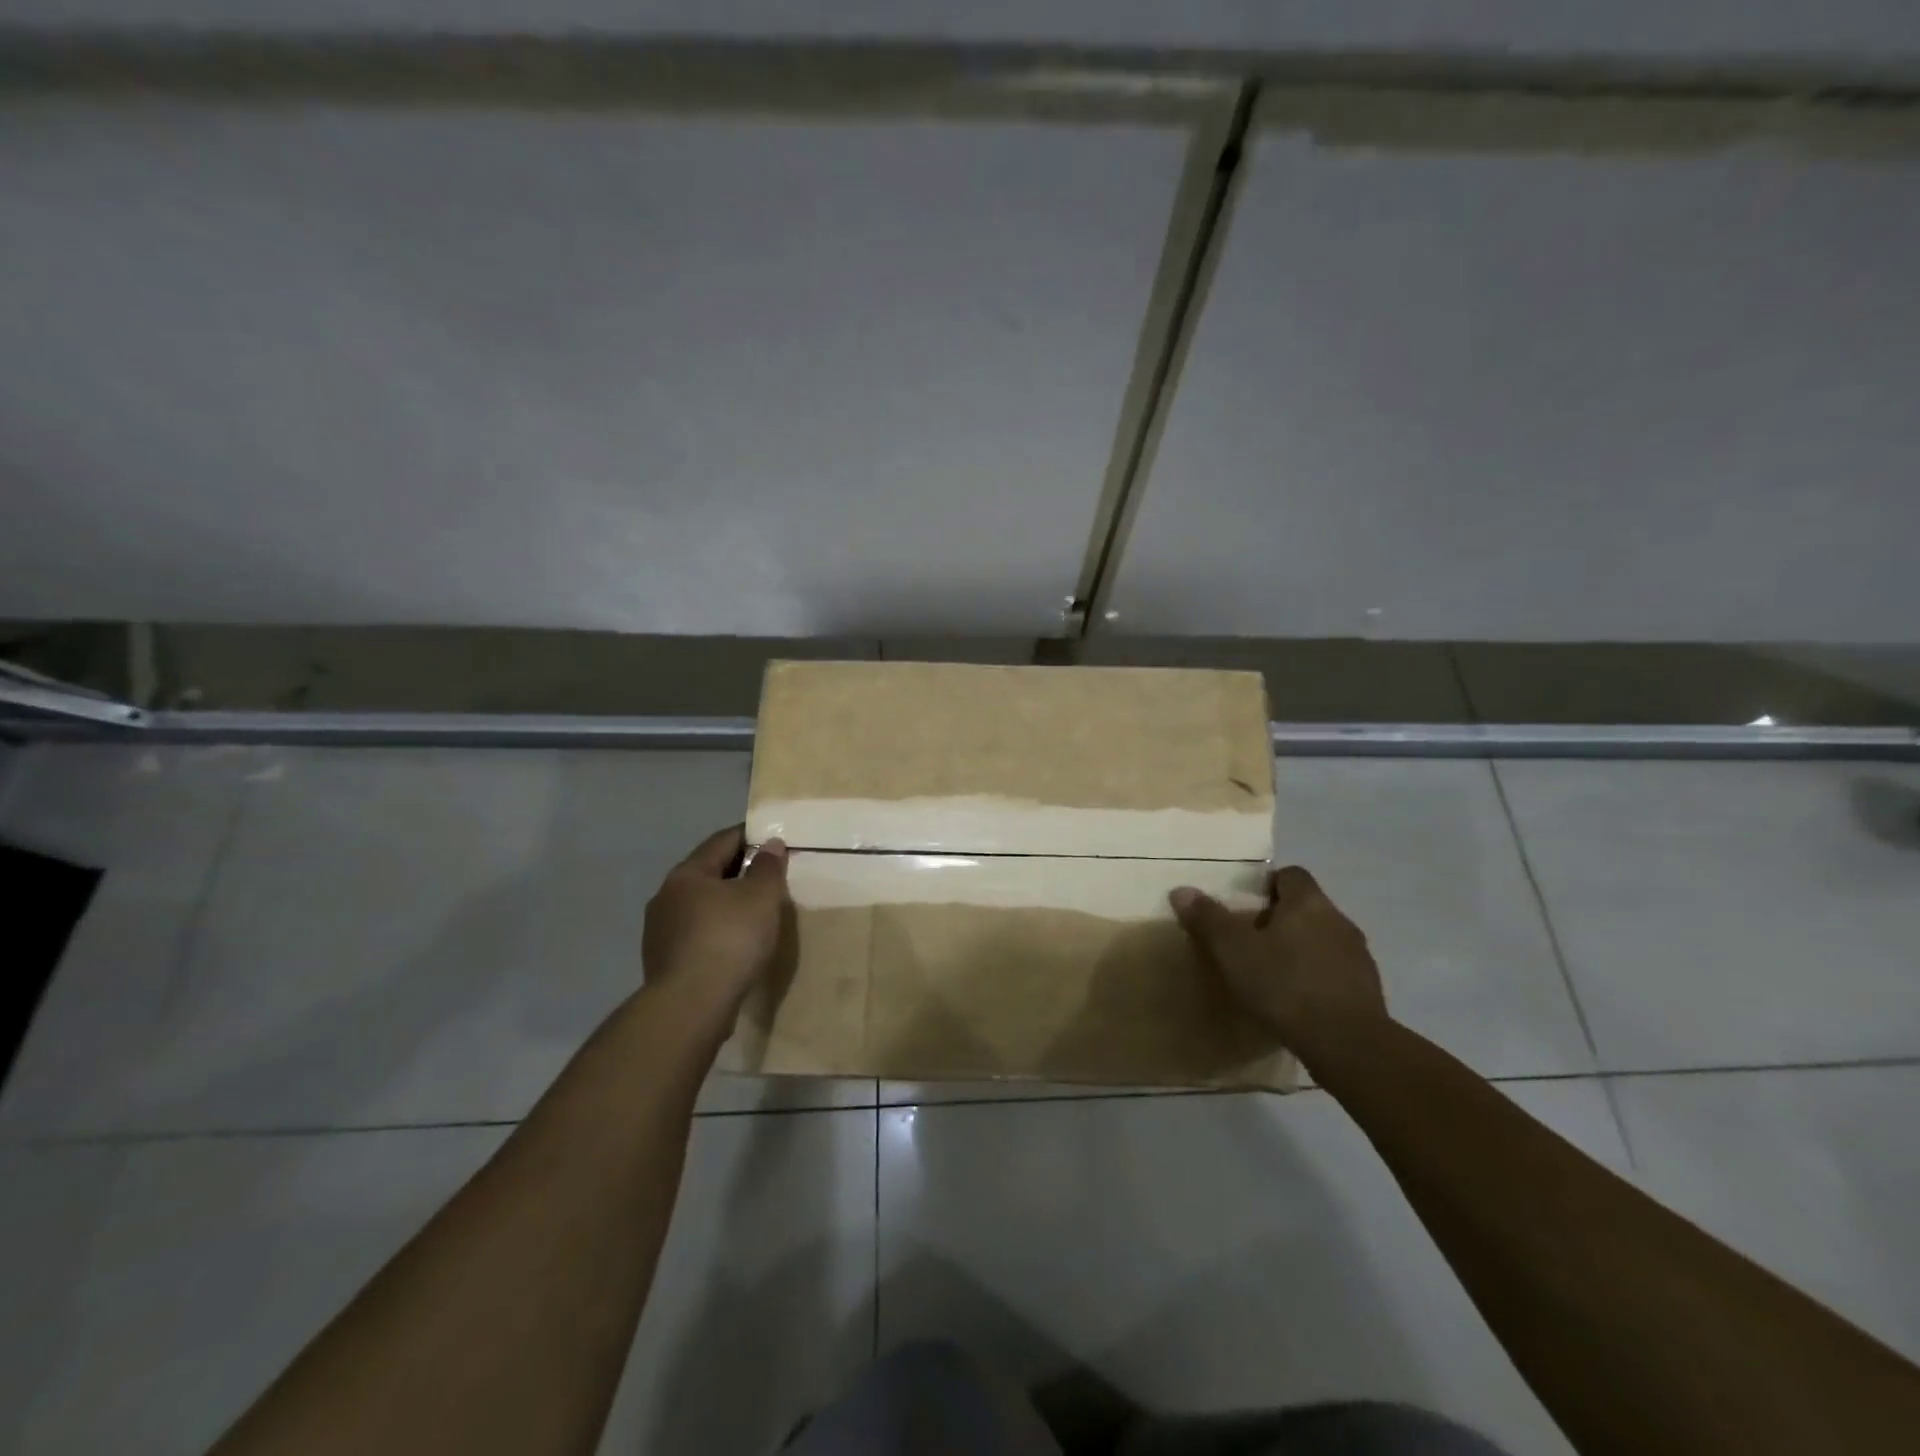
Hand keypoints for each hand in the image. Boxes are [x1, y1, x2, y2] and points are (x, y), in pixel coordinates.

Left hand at [642, 825, 791, 1024]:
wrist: (690, 1006)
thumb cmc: (729, 939)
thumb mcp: (761, 897)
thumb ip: (768, 867)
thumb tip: (770, 845)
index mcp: (687, 874)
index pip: (722, 841)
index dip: (750, 836)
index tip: (774, 839)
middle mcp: (666, 897)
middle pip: (708, 873)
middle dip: (738, 872)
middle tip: (770, 877)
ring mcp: (660, 933)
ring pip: (700, 907)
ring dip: (726, 905)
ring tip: (755, 915)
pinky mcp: (664, 963)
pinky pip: (697, 936)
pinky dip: (717, 933)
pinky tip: (736, 946)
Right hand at [1170, 866, 1386, 1050]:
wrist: (1347, 1044)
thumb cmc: (1284, 984)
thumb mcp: (1233, 950)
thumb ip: (1208, 918)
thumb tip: (1182, 890)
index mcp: (1308, 902)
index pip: (1291, 875)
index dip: (1267, 885)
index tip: (1244, 906)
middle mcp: (1339, 920)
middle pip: (1306, 908)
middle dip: (1280, 920)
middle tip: (1249, 941)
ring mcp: (1359, 956)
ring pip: (1322, 940)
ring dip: (1300, 950)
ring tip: (1271, 974)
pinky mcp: (1368, 991)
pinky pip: (1335, 972)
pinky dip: (1316, 979)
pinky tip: (1296, 1001)